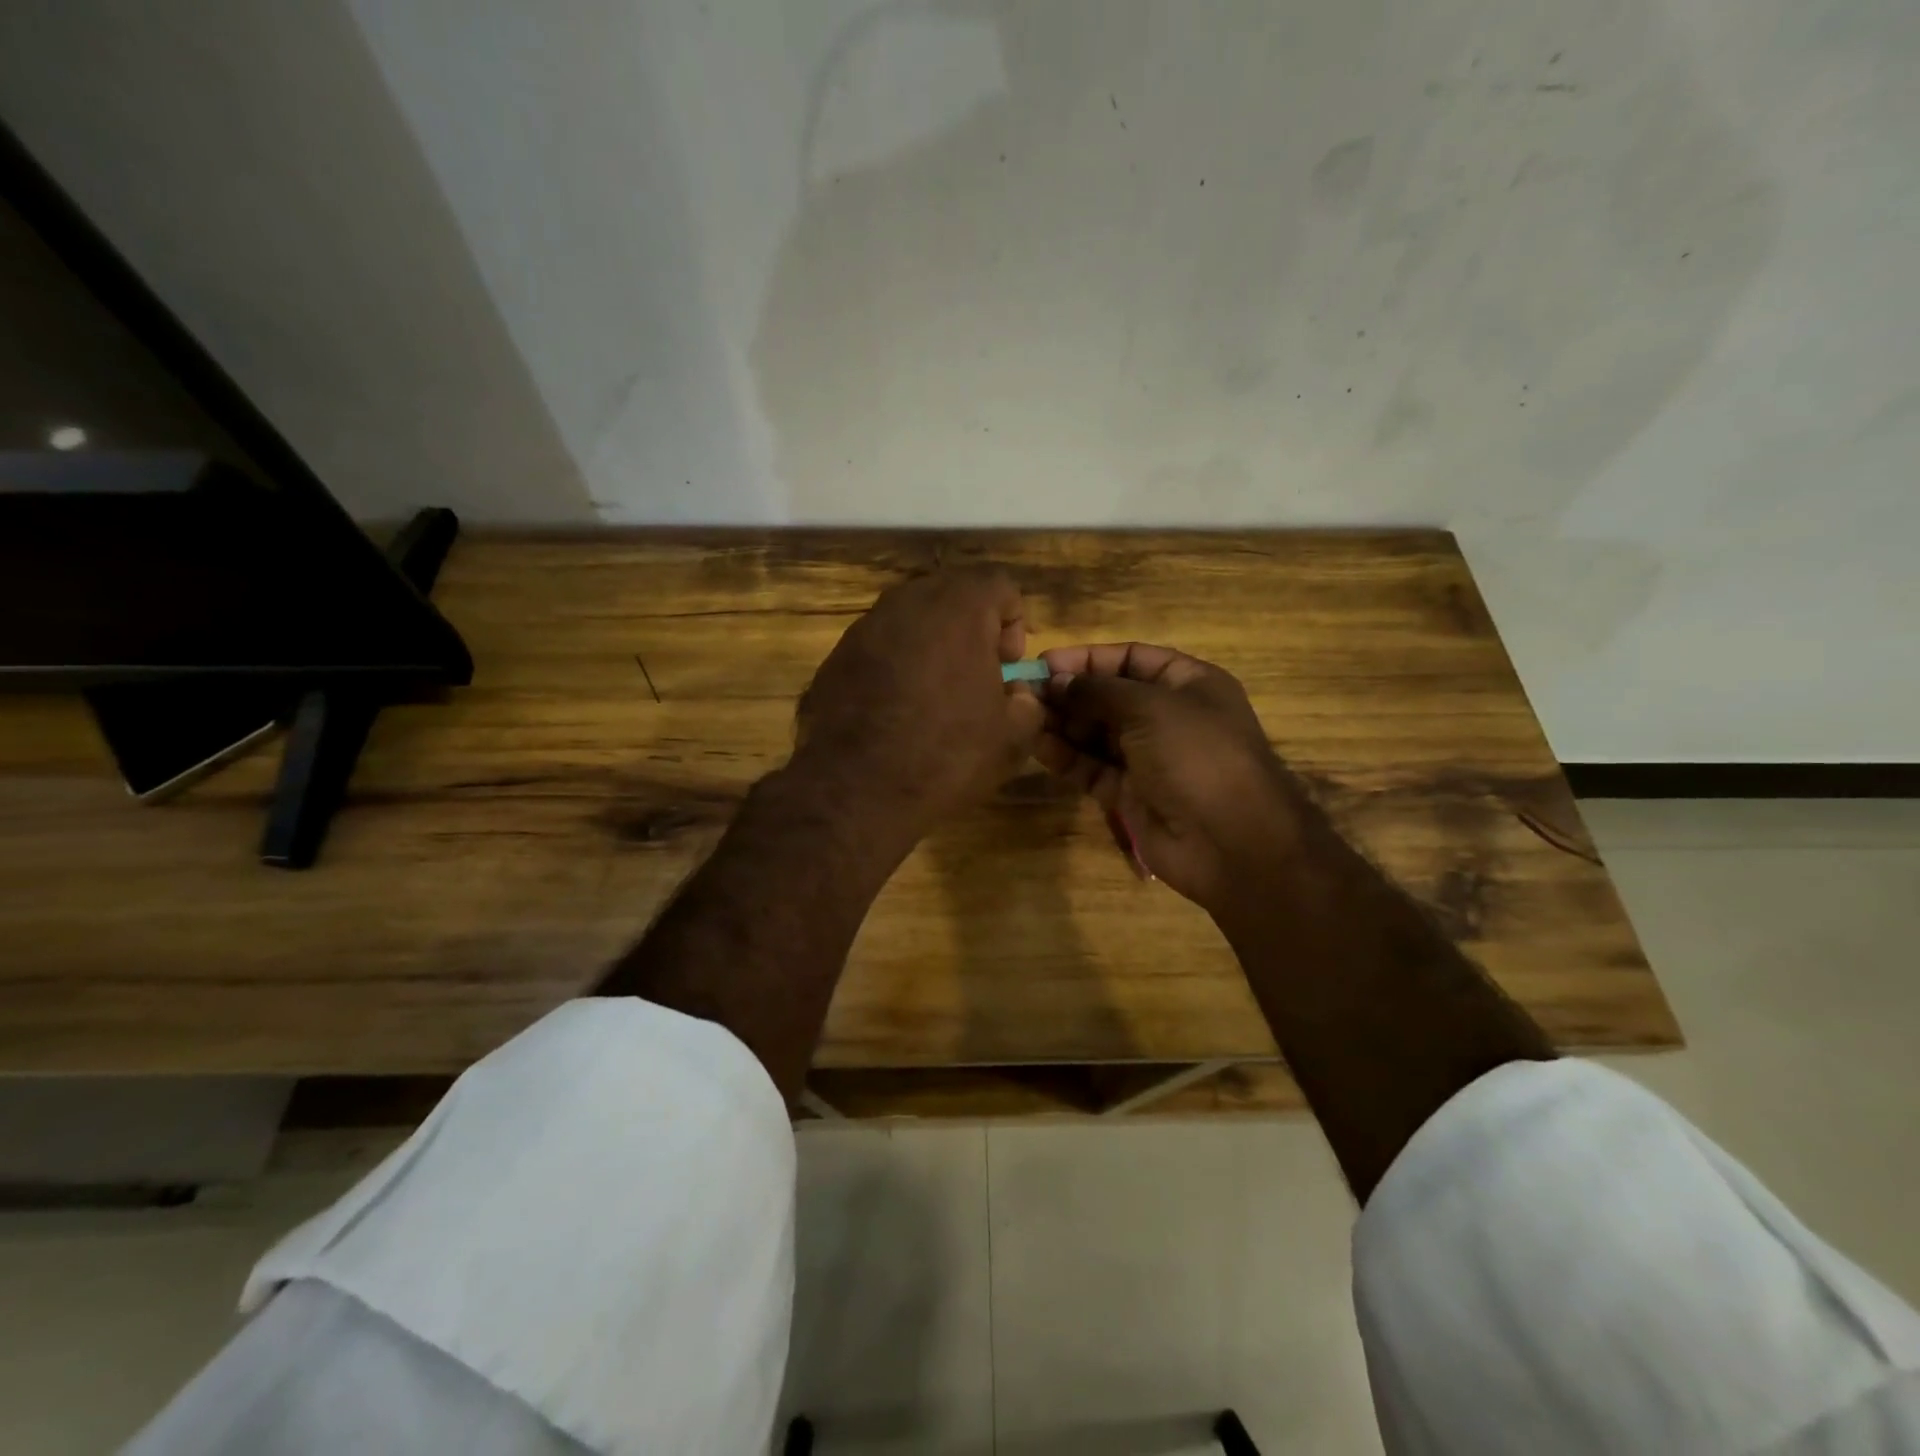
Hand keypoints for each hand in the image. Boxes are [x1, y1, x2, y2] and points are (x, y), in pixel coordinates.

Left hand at [795, 569, 1043, 837]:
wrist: (854, 791)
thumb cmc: (945, 757)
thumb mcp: (1011, 739)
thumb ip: (1028, 703)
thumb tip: (1017, 694)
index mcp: (958, 609)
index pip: (1000, 586)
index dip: (1014, 623)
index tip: (1008, 668)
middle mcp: (908, 603)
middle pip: (953, 596)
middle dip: (973, 630)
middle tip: (977, 678)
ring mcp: (864, 628)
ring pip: (912, 620)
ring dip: (933, 647)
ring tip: (936, 697)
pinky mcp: (835, 656)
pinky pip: (880, 647)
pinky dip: (896, 666)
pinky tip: (897, 712)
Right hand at [1034, 643, 1305, 914]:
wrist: (1231, 841)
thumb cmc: (1197, 755)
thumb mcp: (1150, 707)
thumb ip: (1098, 690)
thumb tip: (1057, 681)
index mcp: (1187, 684)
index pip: (1131, 659)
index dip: (1089, 659)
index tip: (1045, 662)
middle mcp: (1167, 717)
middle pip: (1108, 697)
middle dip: (1068, 693)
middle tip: (1024, 693)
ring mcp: (1149, 758)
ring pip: (1095, 734)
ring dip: (1061, 724)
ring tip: (1022, 717)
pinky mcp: (1130, 794)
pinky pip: (1092, 768)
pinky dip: (1066, 757)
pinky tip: (1037, 745)